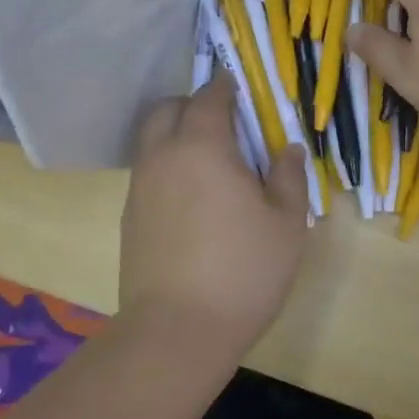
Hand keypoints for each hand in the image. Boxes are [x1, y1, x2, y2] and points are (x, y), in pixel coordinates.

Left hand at [119, 73, 308, 362]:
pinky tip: (193, 198)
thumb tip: (286, 149)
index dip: (226, 87)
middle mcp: (163, 156)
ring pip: (152, 140)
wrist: (177, 331)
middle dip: (193, 105)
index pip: (209, 97)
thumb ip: (289, 177)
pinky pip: (148, 172)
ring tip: (211, 162)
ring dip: (177, 135)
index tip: (241, 90)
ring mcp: (140, 187)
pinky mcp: (129, 216)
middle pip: (167, 109)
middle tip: (225, 124)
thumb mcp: (286, 223)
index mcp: (203, 146)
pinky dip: (168, 167)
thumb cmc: (242, 271)